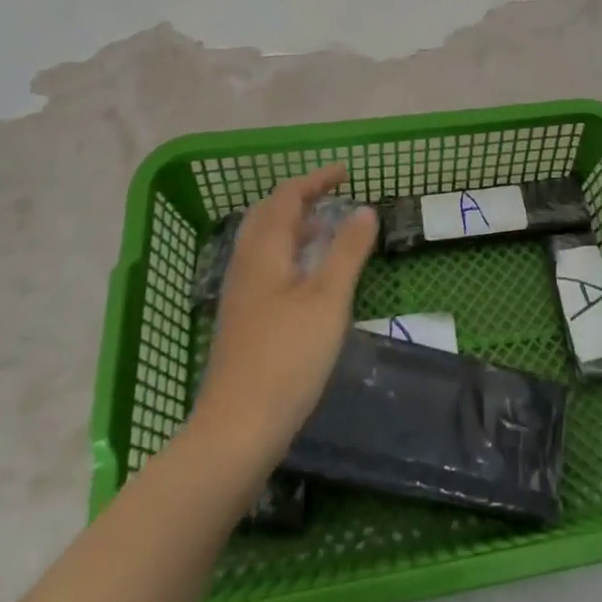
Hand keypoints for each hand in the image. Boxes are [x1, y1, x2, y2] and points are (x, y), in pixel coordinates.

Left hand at [194, 165, 377, 458]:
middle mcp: (246, 265)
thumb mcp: (328, 298)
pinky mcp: (243, 320)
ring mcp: (240, 294)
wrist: (237, 429)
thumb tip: (364, 209)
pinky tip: (307, 277)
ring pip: (263, 242)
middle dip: (299, 198)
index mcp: (264, 252)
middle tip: (332, 195)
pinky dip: (288, 252)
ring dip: (293, 225)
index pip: (286, 198)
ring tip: (325, 230)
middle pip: (267, 216)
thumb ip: (347, 250)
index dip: (315, 180)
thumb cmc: (288, 356)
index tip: (345, 173)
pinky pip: (264, 266)